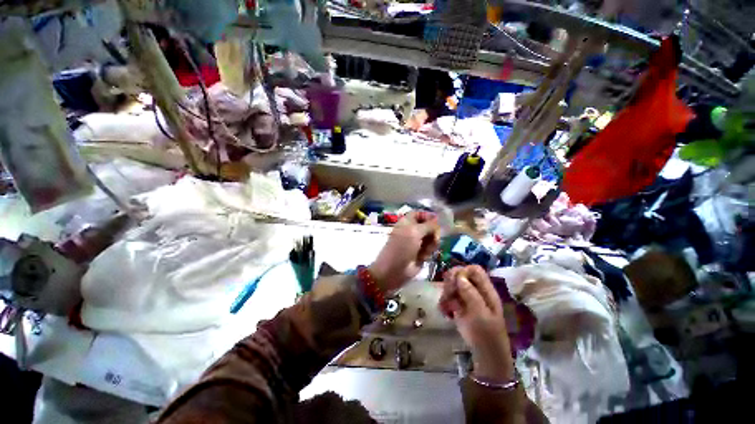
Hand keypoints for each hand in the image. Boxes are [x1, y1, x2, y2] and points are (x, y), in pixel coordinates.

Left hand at [369, 211, 439, 291]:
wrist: (394, 270)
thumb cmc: (402, 247)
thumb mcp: (415, 231)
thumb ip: (428, 224)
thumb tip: (438, 220)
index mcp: (407, 222)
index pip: (420, 214)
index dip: (428, 216)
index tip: (438, 221)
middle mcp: (412, 230)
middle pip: (428, 226)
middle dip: (433, 232)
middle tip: (435, 238)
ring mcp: (417, 242)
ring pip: (432, 238)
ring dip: (432, 243)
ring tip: (426, 250)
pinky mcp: (421, 253)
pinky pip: (431, 249)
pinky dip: (429, 252)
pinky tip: (423, 257)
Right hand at [438, 265, 514, 382]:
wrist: (485, 355)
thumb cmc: (487, 335)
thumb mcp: (481, 315)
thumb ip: (471, 294)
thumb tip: (460, 276)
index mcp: (486, 290)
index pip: (475, 270)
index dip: (463, 271)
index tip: (454, 282)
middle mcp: (476, 291)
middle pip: (461, 274)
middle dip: (451, 281)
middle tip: (447, 293)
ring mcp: (467, 298)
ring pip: (453, 284)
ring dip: (446, 291)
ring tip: (444, 305)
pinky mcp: (460, 306)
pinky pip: (449, 296)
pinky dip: (444, 301)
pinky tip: (444, 310)